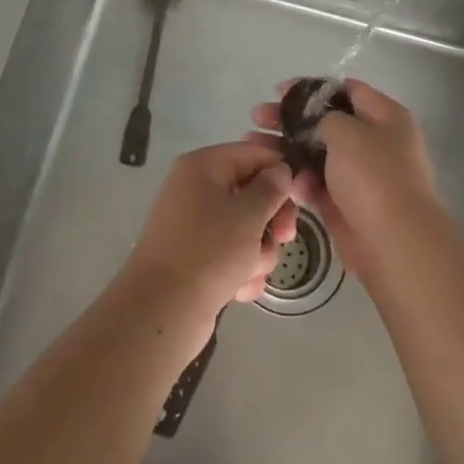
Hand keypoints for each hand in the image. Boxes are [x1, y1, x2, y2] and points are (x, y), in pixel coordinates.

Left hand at [119, 141, 296, 348]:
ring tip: (251, 271)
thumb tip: (280, 171)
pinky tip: (240, 289)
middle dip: (271, 219)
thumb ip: (271, 188)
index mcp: (203, 166)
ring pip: (246, 228)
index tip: (300, 197)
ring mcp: (195, 224)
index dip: (280, 172)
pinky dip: (241, 270)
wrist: (162, 310)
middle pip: (252, 192)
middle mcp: (196, 189)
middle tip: (283, 238)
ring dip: (258, 251)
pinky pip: (231, 254)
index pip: (253, 153)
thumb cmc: (209, 251)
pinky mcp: (196, 256)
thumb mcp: (249, 214)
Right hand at [251, 79, 444, 274]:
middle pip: (326, 122)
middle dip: (290, 118)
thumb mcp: (346, 131)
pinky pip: (316, 183)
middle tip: (258, 116)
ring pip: (316, 153)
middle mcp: (374, 141)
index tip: (278, 91)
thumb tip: (315, 124)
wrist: (393, 242)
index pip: (346, 90)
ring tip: (253, 144)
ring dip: (286, 148)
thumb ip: (324, 117)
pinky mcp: (345, 202)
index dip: (311, 89)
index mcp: (385, 116)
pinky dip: (298, 178)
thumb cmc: (373, 176)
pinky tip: (275, 174)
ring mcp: (359, 174)